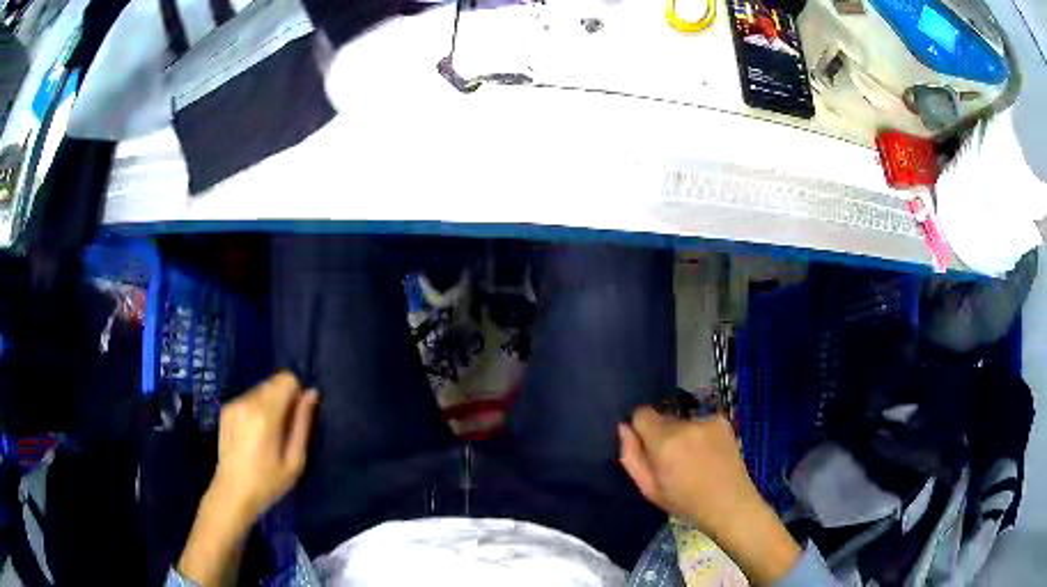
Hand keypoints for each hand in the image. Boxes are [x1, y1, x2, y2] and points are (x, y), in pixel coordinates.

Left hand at [179, 372, 317, 586]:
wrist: (232, 493)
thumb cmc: (268, 482)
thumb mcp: (295, 461)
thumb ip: (303, 424)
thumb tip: (312, 394)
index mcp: (265, 414)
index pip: (287, 379)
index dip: (296, 395)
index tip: (296, 419)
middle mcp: (247, 402)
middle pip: (274, 382)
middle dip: (283, 400)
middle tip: (283, 431)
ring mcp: (234, 404)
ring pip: (261, 389)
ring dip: (270, 404)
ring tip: (268, 435)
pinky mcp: (226, 409)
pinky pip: (249, 398)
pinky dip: (257, 409)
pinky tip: (254, 435)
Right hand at [619, 407, 800, 584]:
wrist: (730, 504)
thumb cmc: (685, 503)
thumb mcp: (649, 489)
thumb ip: (631, 456)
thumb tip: (624, 428)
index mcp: (664, 441)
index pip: (641, 413)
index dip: (639, 429)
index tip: (646, 447)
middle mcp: (685, 424)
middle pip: (662, 418)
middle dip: (662, 434)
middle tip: (671, 461)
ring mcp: (707, 420)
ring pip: (682, 420)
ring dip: (681, 434)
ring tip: (692, 460)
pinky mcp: (722, 421)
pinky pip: (700, 422)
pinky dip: (699, 434)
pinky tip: (708, 454)